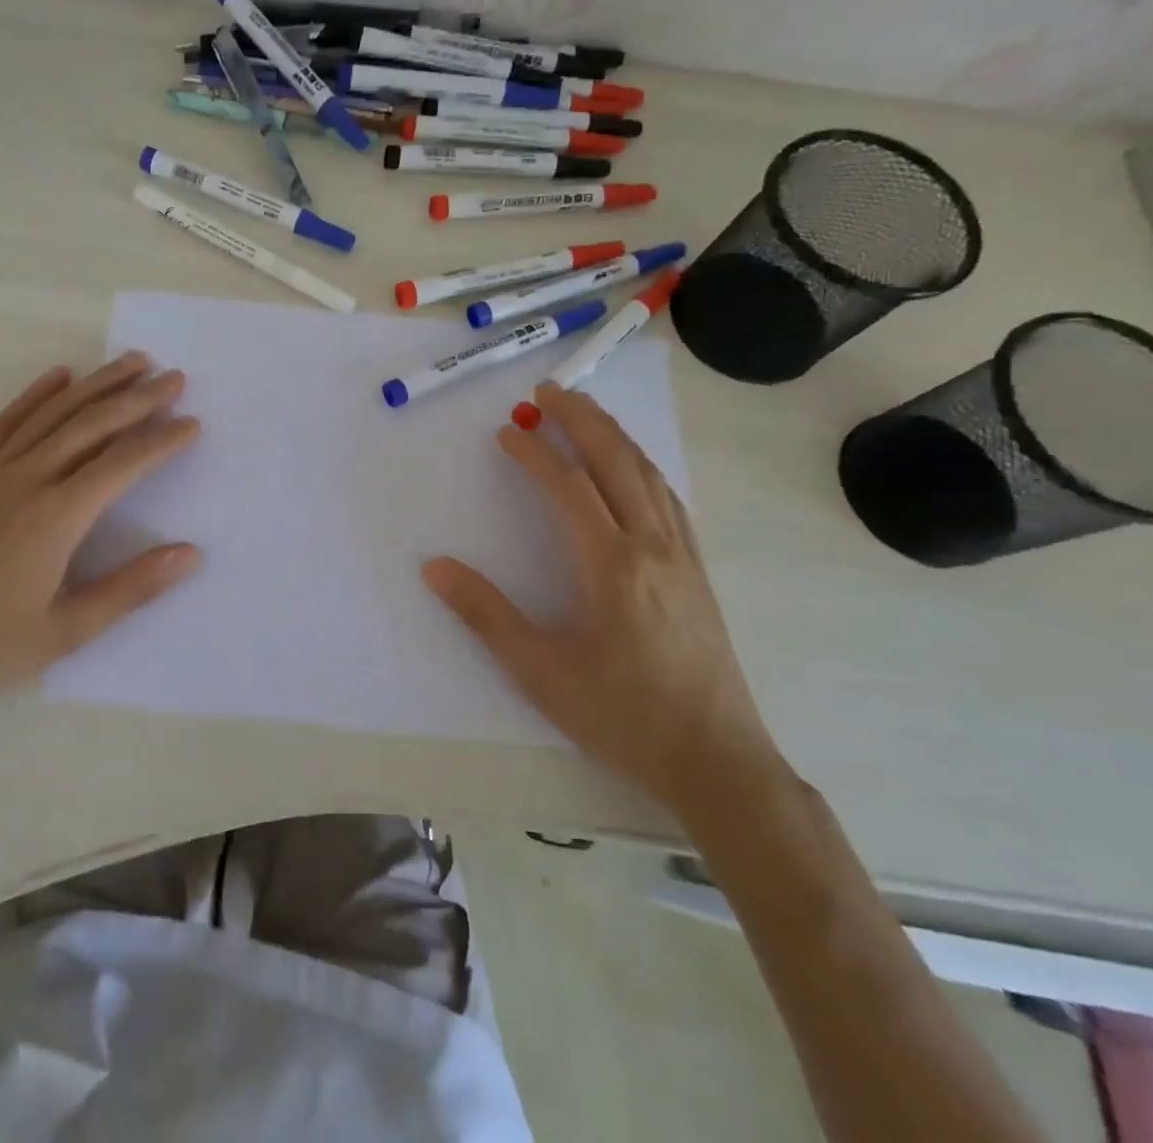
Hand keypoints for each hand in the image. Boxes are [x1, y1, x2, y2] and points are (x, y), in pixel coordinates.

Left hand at [0, 354, 199, 785]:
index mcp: (55, 517)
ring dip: (96, 385)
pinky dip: (36, 395)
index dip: (162, 441)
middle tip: (174, 378)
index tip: (192, 423)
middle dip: (137, 399)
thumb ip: (130, 589)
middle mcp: (25, 480)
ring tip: (131, 363)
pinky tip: (58, 377)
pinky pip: (6, 422)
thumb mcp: (64, 632)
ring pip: (52, 414)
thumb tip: (190, 554)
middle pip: (91, 424)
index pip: (122, 463)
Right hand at [422, 384, 781, 817]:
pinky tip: (634, 470)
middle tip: (548, 390)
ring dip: (615, 437)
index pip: (567, 487)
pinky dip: (643, 468)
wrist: (717, 762)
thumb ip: (485, 614)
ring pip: (649, 476)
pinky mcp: (699, 574)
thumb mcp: (539, 671)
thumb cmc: (622, 716)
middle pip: (617, 463)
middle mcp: (652, 547)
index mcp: (611, 565)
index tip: (506, 430)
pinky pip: (670, 500)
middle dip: (581, 420)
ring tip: (586, 413)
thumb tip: (435, 567)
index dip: (534, 453)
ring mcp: (684, 558)